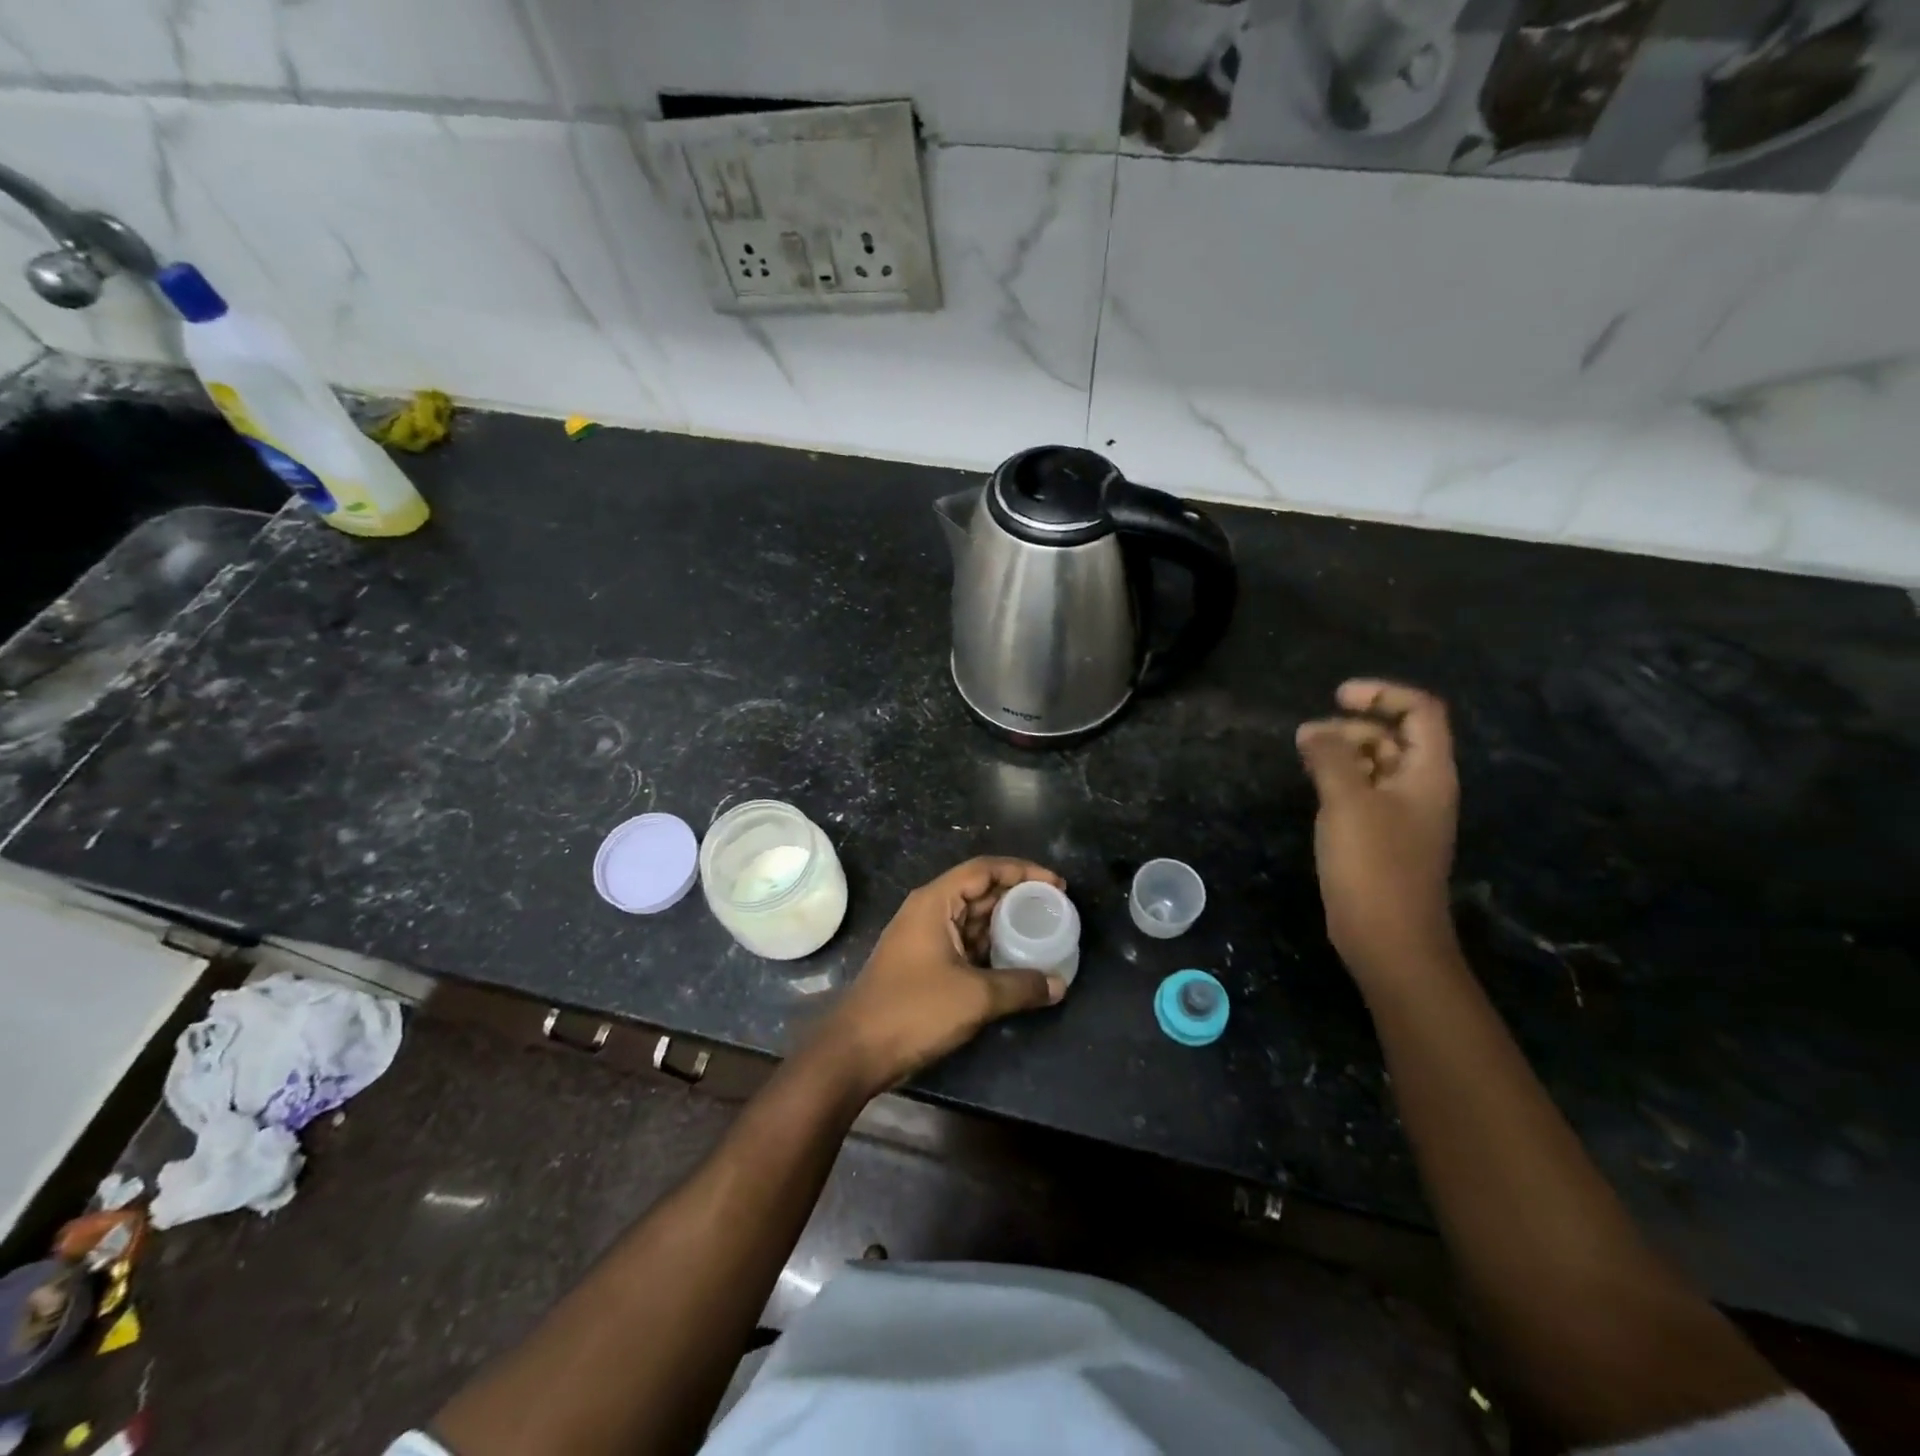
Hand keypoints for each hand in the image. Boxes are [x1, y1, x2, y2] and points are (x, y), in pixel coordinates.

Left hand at [814, 858, 1067, 1097]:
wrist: (857, 1050)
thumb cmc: (914, 1010)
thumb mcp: (975, 996)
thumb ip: (1020, 986)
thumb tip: (1058, 984)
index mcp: (935, 902)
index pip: (984, 869)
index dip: (1023, 871)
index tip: (1056, 884)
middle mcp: (929, 911)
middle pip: (980, 890)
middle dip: (1017, 896)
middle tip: (1055, 908)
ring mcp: (925, 938)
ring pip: (973, 919)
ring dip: (1005, 923)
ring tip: (1042, 931)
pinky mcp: (925, 964)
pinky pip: (965, 943)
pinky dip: (990, 946)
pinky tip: (1016, 960)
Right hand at [1296, 680, 1459, 985]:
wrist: (1389, 938)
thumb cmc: (1374, 865)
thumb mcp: (1347, 802)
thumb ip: (1329, 757)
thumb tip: (1311, 729)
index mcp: (1428, 773)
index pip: (1420, 712)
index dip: (1382, 694)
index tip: (1337, 697)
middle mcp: (1422, 788)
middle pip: (1395, 736)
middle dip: (1353, 727)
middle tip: (1310, 739)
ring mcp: (1403, 815)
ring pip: (1377, 765)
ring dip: (1343, 753)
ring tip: (1306, 760)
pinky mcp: (1383, 837)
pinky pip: (1365, 793)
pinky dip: (1341, 781)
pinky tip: (1314, 789)